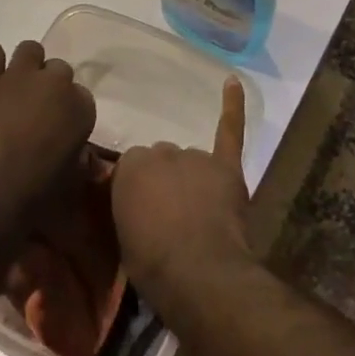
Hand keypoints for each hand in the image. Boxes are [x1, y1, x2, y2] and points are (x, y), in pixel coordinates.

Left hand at [0, 40, 95, 211]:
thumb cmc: (34, 199)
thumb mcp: (70, 187)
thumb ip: (76, 164)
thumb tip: (74, 161)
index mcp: (80, 109)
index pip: (83, 97)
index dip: (69, 113)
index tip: (60, 131)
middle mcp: (53, 85)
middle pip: (58, 69)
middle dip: (49, 87)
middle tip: (36, 113)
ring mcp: (16, 79)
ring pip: (29, 50)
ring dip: (26, 66)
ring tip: (14, 91)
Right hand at [110, 77, 252, 306]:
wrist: (199, 273)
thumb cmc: (152, 263)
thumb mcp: (122, 235)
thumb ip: (128, 204)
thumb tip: (135, 201)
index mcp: (130, 166)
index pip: (131, 167)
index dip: (140, 190)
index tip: (143, 210)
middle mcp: (161, 153)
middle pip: (163, 160)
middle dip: (166, 181)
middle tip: (169, 212)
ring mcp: (196, 158)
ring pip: (191, 159)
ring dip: (192, 176)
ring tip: (197, 210)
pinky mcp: (227, 167)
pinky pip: (230, 131)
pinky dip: (233, 107)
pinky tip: (232, 82)